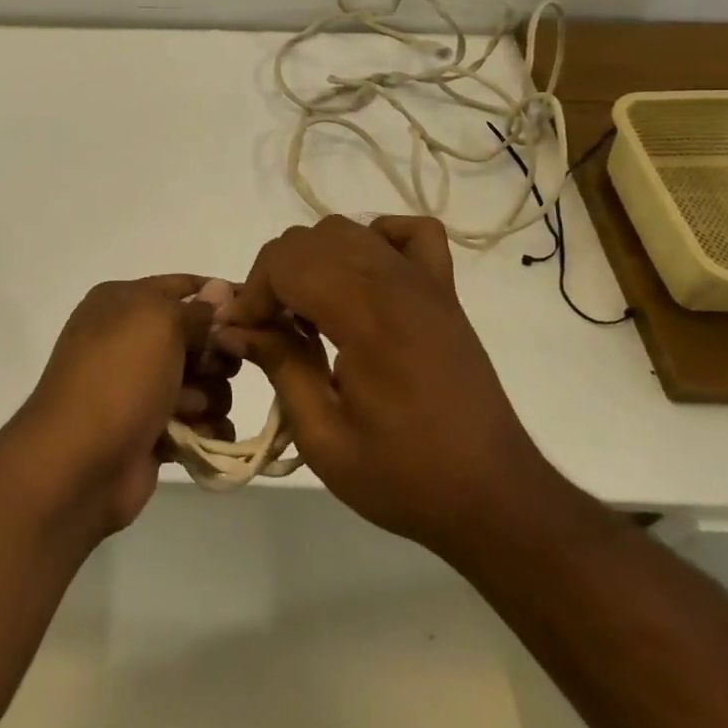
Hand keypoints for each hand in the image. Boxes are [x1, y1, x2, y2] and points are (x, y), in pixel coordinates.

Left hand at [11, 275, 237, 534]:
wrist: (78, 464)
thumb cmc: (118, 378)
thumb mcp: (158, 324)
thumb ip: (195, 309)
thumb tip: (219, 289)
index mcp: (123, 303)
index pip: (181, 287)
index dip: (218, 297)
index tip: (255, 312)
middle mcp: (130, 340)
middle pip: (199, 338)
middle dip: (213, 356)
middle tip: (211, 369)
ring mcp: (141, 387)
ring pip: (205, 382)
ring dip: (206, 397)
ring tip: (185, 412)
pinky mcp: (153, 430)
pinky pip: (199, 422)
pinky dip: (205, 430)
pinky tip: (198, 437)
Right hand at [218, 216, 552, 558]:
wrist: (494, 497)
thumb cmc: (406, 477)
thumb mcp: (324, 438)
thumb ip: (279, 368)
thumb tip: (233, 328)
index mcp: (366, 317)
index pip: (287, 262)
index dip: (253, 293)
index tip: (242, 334)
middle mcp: (396, 284)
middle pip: (310, 240)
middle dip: (275, 277)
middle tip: (270, 330)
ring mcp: (425, 282)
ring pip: (348, 230)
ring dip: (314, 260)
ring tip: (308, 311)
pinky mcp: (445, 291)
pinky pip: (410, 233)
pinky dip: (376, 239)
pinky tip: (362, 277)